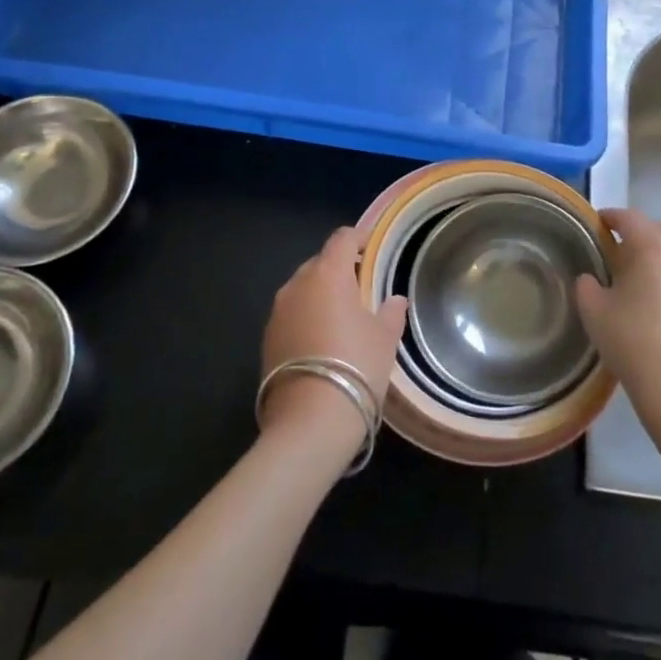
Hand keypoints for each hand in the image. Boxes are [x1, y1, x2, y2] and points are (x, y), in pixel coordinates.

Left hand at [260, 226, 407, 455]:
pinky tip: (322, 342)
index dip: (359, 238)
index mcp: (328, 273)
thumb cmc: (356, 366)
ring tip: (342, 317)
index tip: (373, 246)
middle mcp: (297, 284)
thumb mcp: (385, 338)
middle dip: (340, 269)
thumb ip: (391, 312)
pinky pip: (291, 315)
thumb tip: (394, 300)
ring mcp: (277, 312)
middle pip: (320, 262)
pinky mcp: (266, 340)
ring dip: (321, 295)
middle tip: (362, 288)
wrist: (310, 421)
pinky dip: (307, 318)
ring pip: (303, 290)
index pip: (342, 238)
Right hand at [576, 209, 660, 474]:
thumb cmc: (636, 346)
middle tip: (620, 258)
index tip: (598, 225)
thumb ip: (587, 286)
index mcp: (653, 246)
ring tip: (647, 284)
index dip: (610, 217)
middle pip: (660, 231)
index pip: (628, 217)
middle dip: (640, 237)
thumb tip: (592, 278)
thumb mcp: (595, 314)